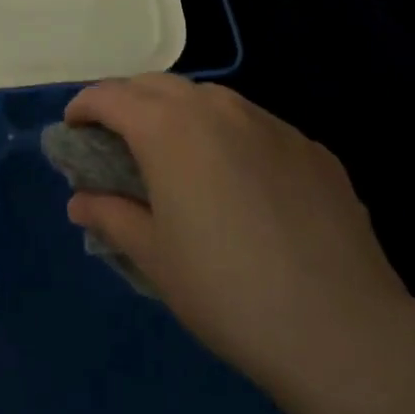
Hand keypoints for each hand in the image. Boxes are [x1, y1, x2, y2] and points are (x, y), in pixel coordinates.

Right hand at [64, 75, 410, 395]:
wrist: (341, 328)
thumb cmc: (226, 291)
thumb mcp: (154, 257)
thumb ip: (110, 217)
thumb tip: (81, 202)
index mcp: (168, 128)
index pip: (111, 96)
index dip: (84, 106)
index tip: (73, 128)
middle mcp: (217, 108)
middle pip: (158, 85)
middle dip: (128, 102)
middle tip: (117, 139)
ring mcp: (270, 123)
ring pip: (210, 99)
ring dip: (180, 114)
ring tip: (177, 155)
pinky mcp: (310, 147)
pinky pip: (255, 126)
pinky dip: (230, 137)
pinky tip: (240, 183)